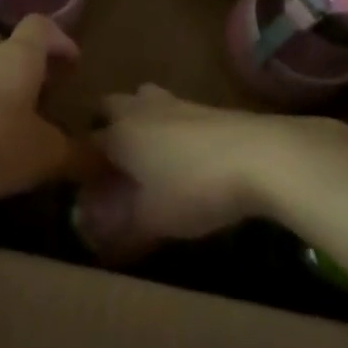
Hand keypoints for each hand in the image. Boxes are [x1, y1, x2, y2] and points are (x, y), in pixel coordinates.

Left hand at [0, 15, 83, 203]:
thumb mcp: (46, 155)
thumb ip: (78, 155)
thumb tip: (106, 159)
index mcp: (18, 56)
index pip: (41, 26)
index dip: (60, 40)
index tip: (74, 64)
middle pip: (7, 41)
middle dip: (28, 59)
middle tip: (45, 87)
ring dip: (3, 82)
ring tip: (20, 116)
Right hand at [74, 85, 347, 260]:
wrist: (262, 156)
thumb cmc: (195, 187)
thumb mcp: (155, 220)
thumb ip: (123, 231)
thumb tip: (102, 245)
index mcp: (119, 133)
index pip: (87, 143)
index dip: (84, 165)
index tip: (89, 189)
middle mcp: (140, 110)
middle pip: (112, 106)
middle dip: (108, 127)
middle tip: (117, 163)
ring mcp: (177, 103)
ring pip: (146, 102)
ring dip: (143, 121)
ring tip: (153, 156)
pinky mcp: (209, 106)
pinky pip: (176, 112)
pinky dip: (173, 128)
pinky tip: (187, 155)